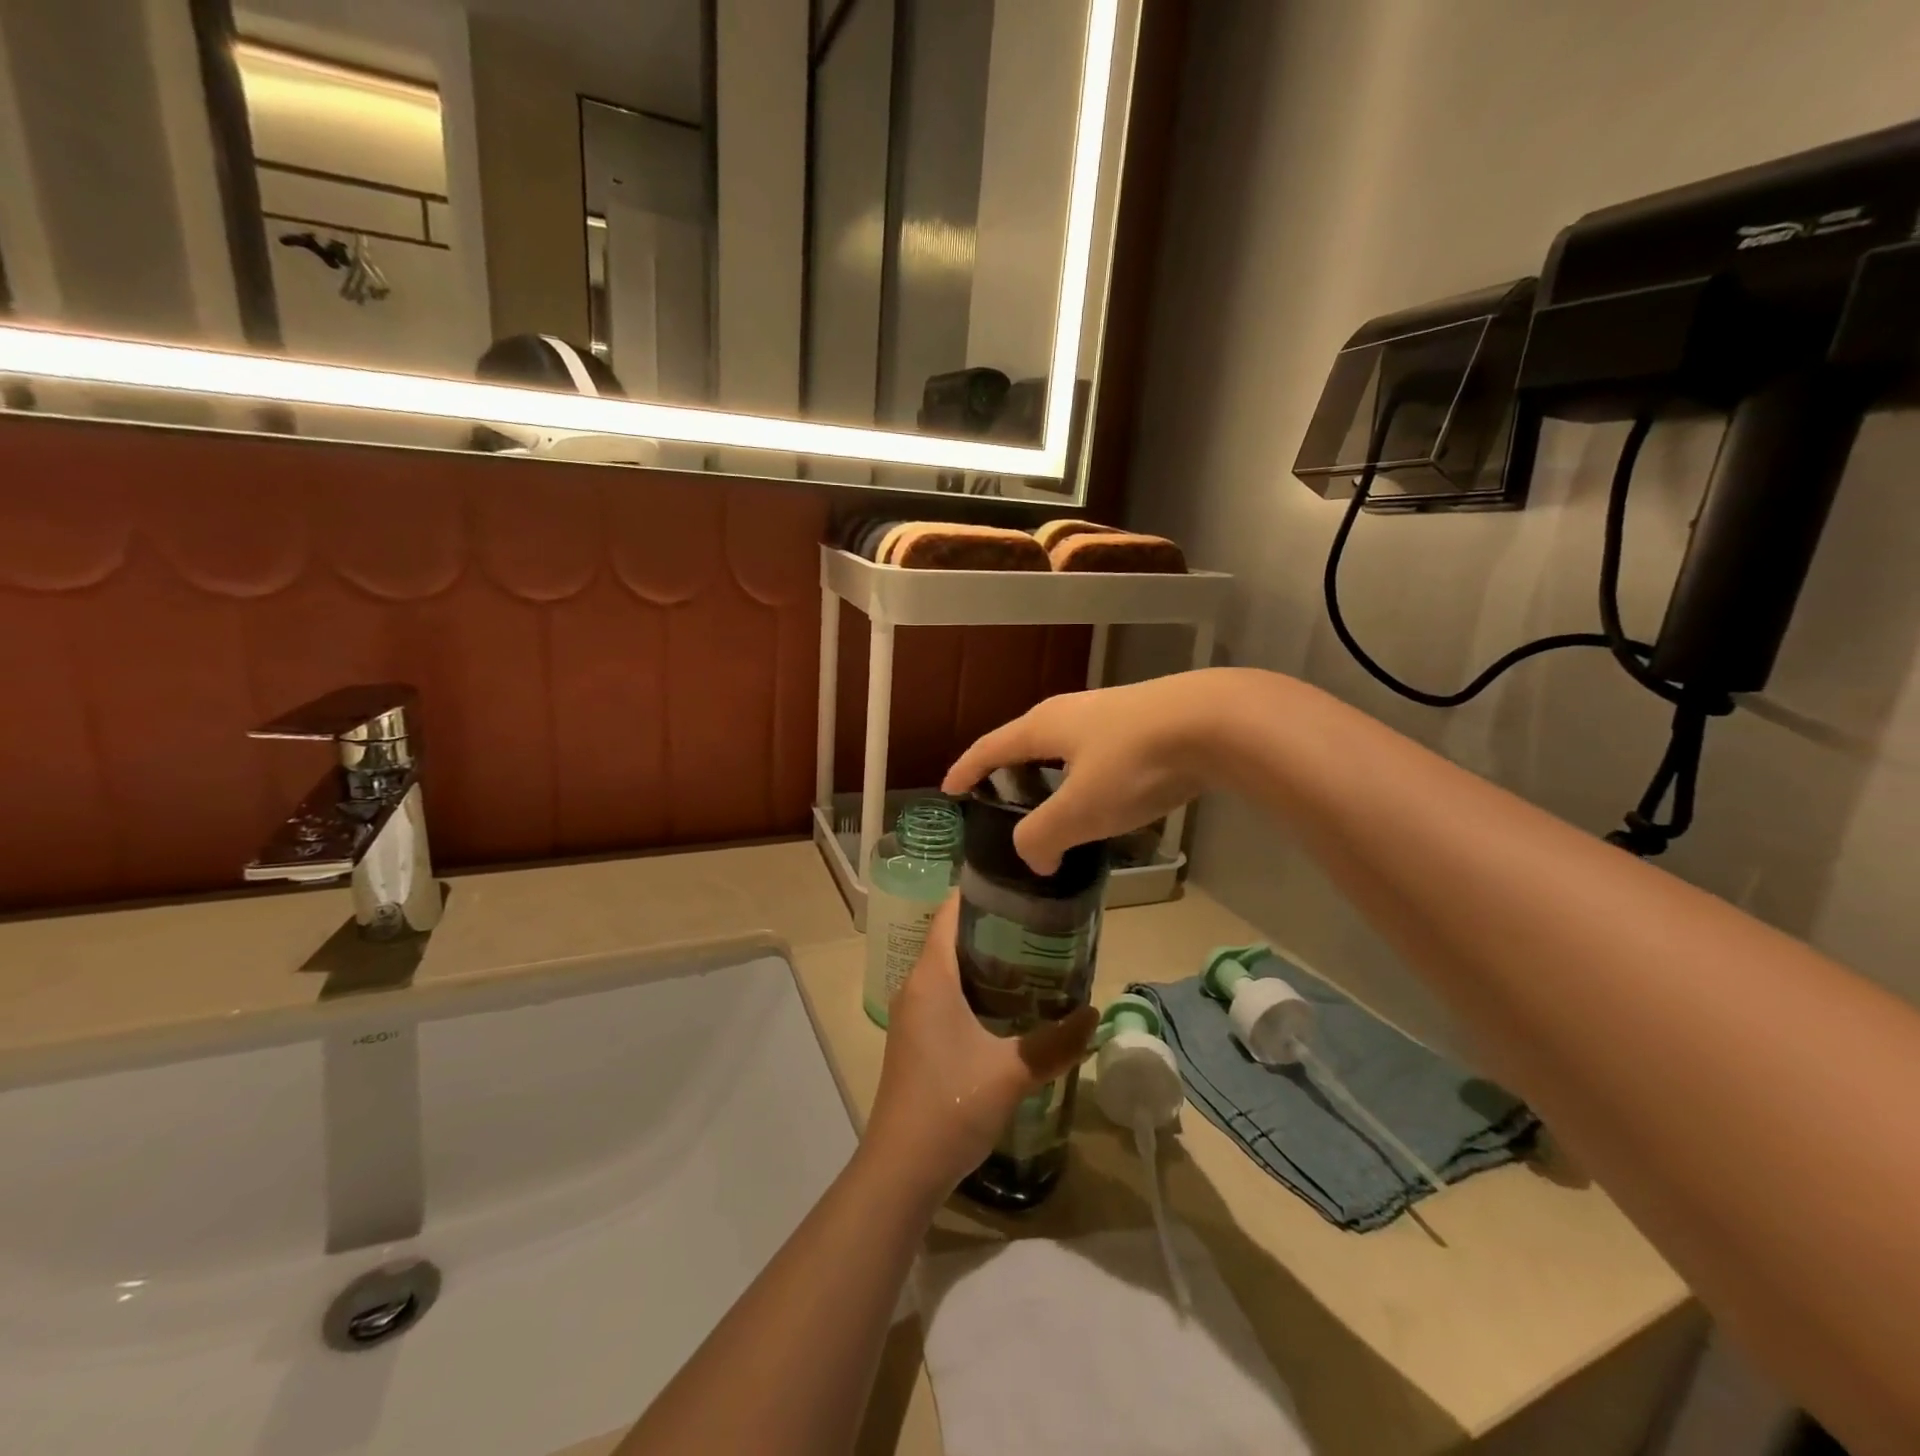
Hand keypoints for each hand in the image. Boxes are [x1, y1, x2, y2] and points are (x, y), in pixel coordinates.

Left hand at [862, 896, 1097, 1200]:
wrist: (901, 1170)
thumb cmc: (950, 1105)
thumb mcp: (1012, 1073)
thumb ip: (1056, 1042)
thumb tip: (1094, 1015)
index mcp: (931, 976)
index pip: (951, 913)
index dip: (981, 892)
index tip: (1021, 886)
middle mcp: (917, 986)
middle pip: (953, 938)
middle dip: (994, 926)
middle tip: (1041, 924)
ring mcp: (913, 1014)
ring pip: (950, 969)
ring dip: (986, 961)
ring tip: (1033, 959)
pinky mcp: (917, 1039)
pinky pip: (947, 995)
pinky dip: (976, 989)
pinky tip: (1010, 1007)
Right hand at [941, 669, 1244, 874]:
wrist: (1215, 722)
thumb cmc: (1133, 763)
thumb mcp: (1079, 810)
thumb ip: (1043, 836)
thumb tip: (1033, 858)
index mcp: (1043, 726)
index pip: (990, 748)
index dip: (966, 769)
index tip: (948, 788)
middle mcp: (1070, 712)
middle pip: (1026, 741)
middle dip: (1009, 770)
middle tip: (1000, 800)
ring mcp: (1110, 713)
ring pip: (1066, 747)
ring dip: (1051, 775)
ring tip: (1053, 804)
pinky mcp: (1144, 723)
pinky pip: (1098, 753)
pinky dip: (1085, 777)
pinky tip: (1104, 796)